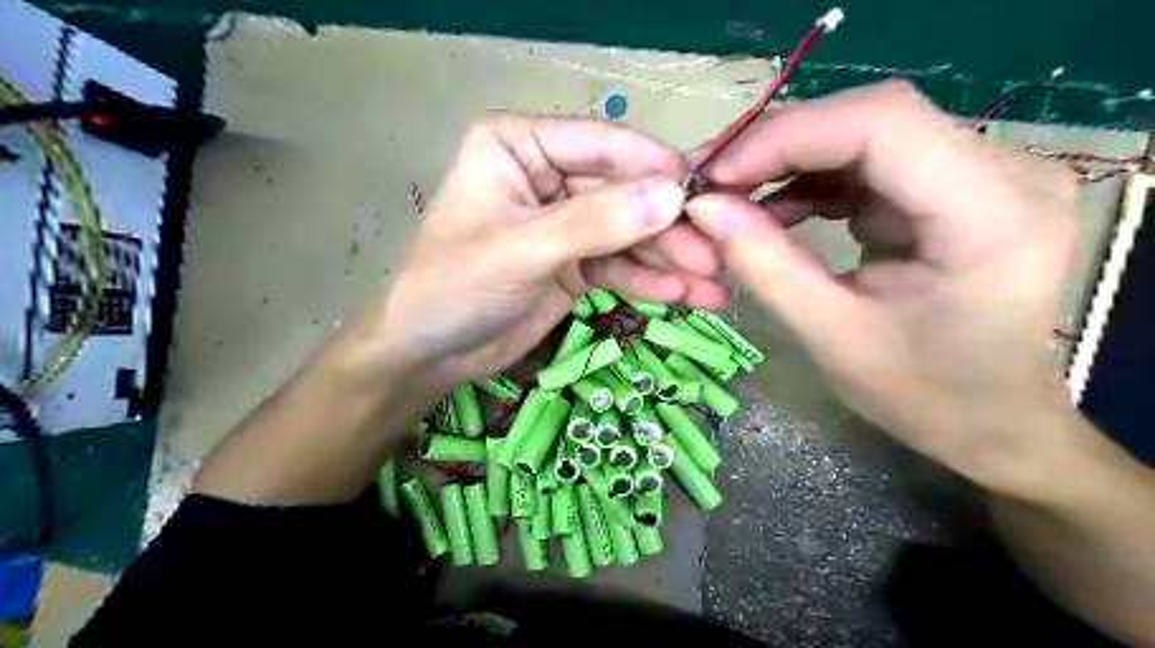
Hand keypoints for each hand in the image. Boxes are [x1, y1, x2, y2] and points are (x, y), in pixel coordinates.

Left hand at [365, 114, 728, 387]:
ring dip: (668, 260)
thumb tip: (673, 196)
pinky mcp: (574, 262)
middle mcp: (547, 175)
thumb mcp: (523, 249)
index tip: (705, 194)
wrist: (430, 353)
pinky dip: (647, 282)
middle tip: (714, 257)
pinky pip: (618, 266)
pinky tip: (679, 297)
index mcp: (520, 145)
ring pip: (627, 234)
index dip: (654, 168)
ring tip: (710, 287)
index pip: (601, 144)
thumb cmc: (455, 285)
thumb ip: (596, 222)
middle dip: (668, 229)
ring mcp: (565, 222)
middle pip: (623, 193)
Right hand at [683, 78, 1074, 494]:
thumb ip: (765, 264)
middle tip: (713, 184)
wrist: (990, 421)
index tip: (717, 177)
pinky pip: (866, 163)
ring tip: (733, 199)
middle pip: (871, 119)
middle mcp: (1003, 172)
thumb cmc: (924, 395)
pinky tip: (773, 211)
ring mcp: (980, 174)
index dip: (787, 136)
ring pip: (862, 134)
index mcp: (992, 214)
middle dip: (778, 146)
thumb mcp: (831, 335)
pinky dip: (809, 181)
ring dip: (787, 162)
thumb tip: (702, 206)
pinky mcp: (950, 187)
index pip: (882, 124)